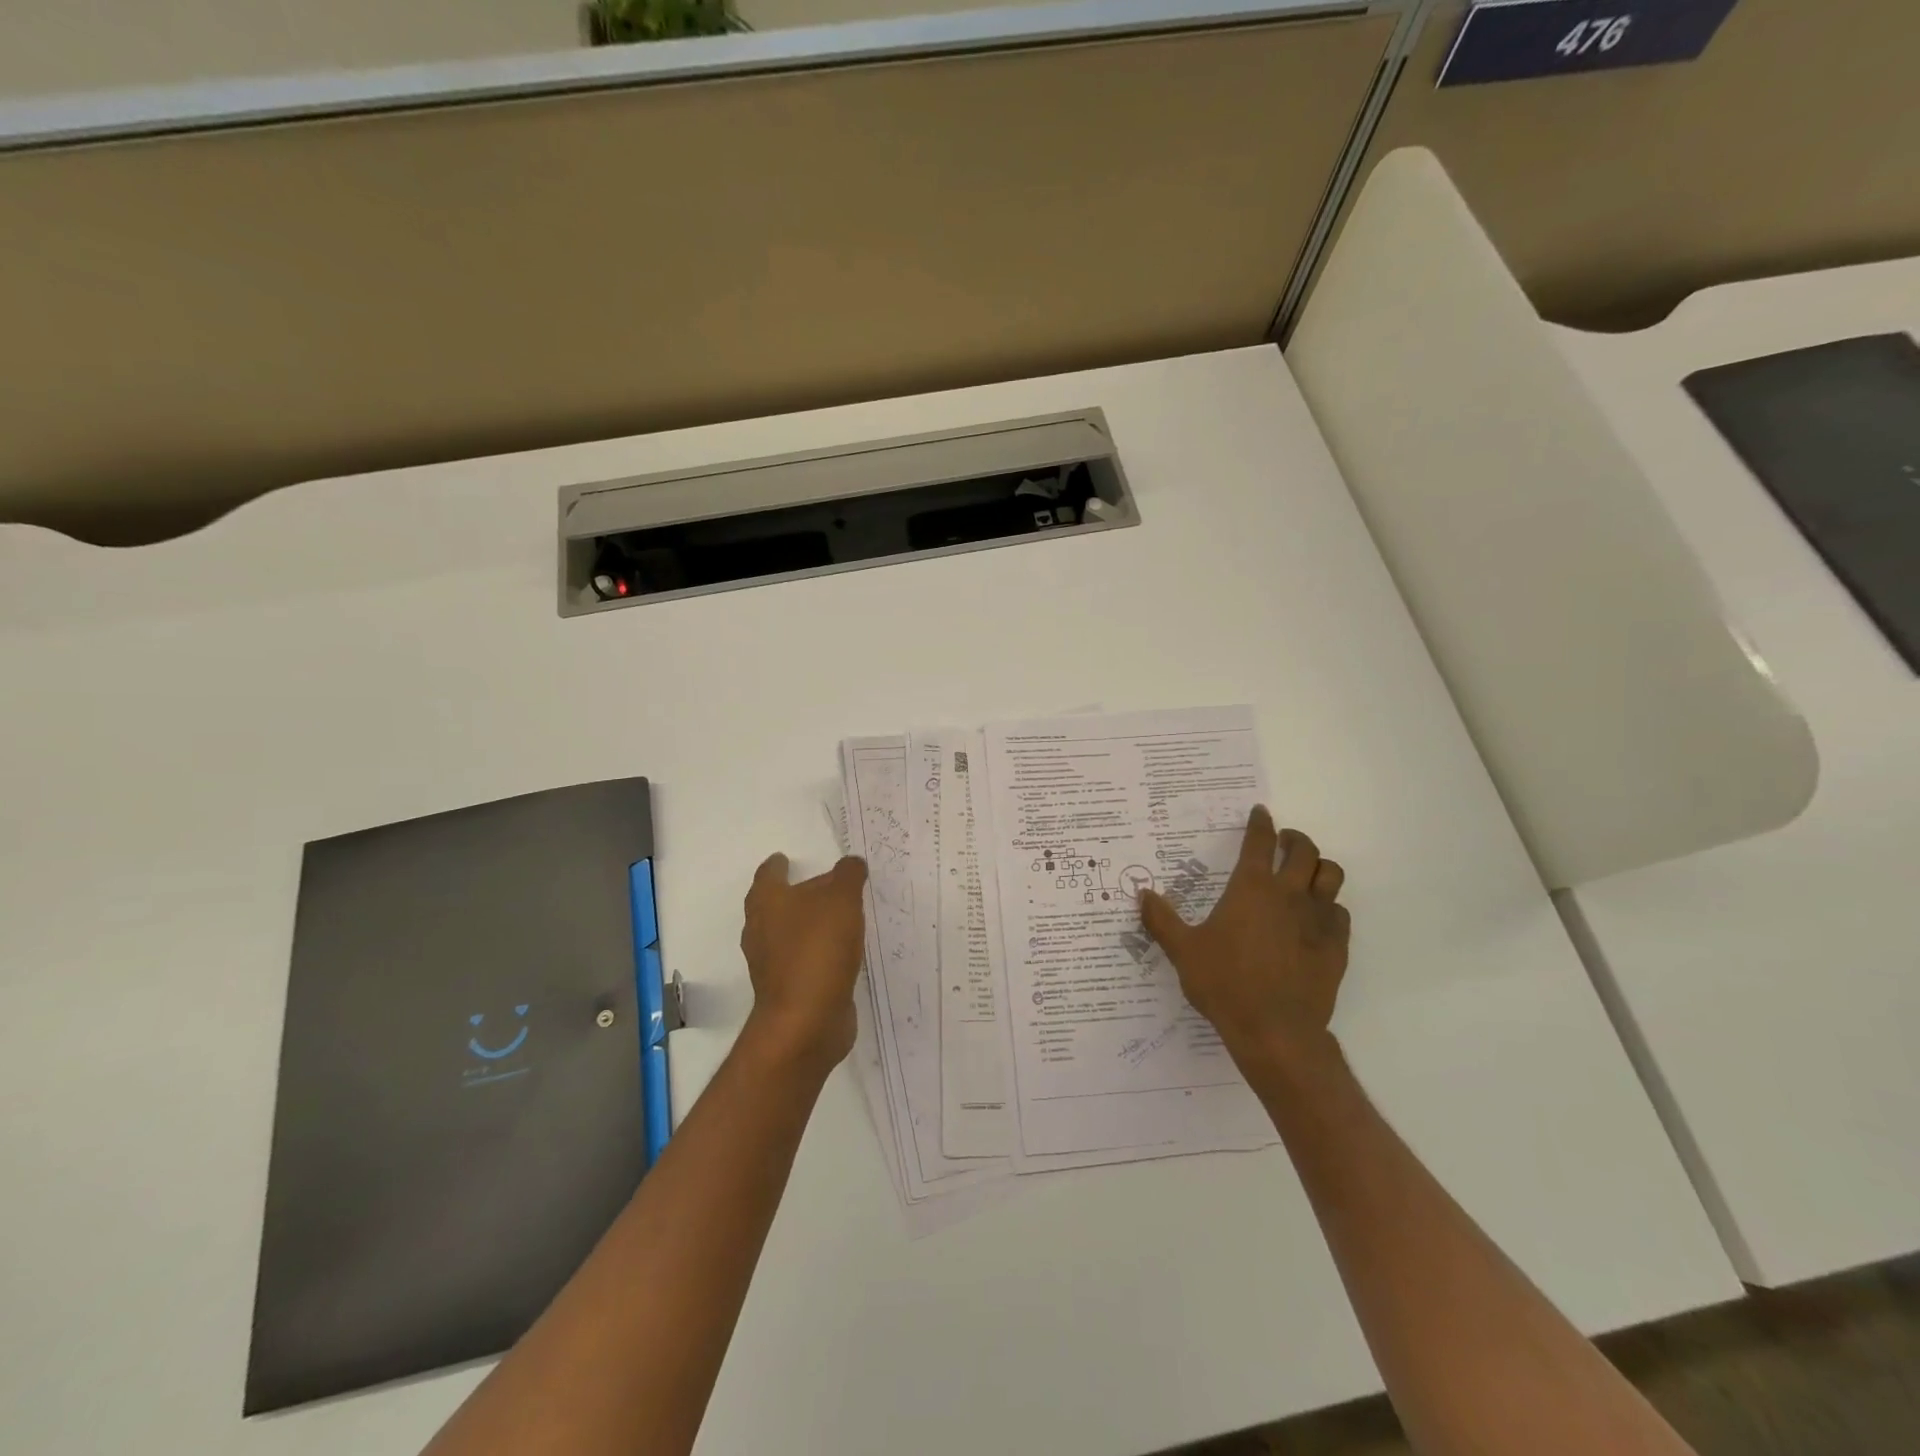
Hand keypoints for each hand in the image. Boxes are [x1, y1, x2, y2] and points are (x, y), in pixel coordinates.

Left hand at [739, 853, 867, 1071]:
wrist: (806, 1022)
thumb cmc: (818, 950)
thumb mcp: (842, 901)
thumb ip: (848, 876)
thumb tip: (850, 863)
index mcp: (767, 903)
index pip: (768, 875)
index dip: (777, 865)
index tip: (785, 859)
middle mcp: (762, 931)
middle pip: (777, 905)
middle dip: (798, 895)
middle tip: (826, 887)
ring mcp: (772, 964)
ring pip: (790, 934)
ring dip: (810, 925)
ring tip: (839, 918)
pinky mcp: (788, 990)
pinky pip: (804, 961)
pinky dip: (818, 953)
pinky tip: (841, 953)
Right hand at [1138, 806, 1349, 1070]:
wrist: (1275, 1030)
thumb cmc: (1224, 983)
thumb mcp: (1183, 951)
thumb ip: (1161, 919)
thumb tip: (1142, 894)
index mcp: (1250, 888)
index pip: (1259, 842)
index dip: (1260, 823)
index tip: (1260, 813)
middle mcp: (1288, 894)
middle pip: (1304, 850)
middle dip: (1294, 839)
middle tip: (1284, 842)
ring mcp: (1317, 920)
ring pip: (1331, 875)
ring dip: (1319, 867)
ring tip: (1305, 873)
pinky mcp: (1336, 946)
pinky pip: (1340, 913)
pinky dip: (1329, 906)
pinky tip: (1316, 918)